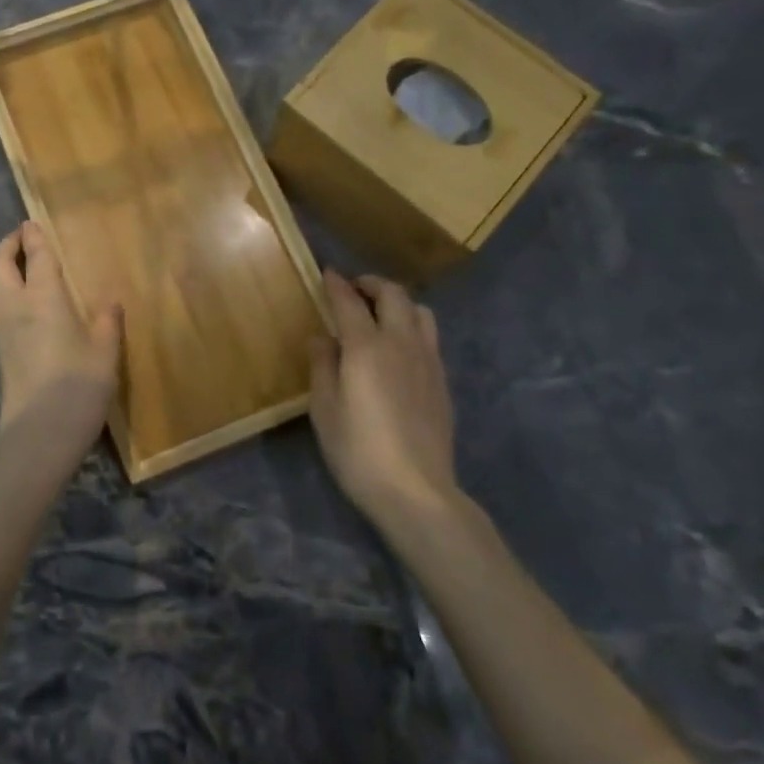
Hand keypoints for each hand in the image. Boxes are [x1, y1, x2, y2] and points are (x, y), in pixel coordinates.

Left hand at [0, 222, 122, 468]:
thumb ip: (107, 322)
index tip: (32, 223)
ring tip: (15, 265)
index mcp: (44, 298)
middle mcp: (15, 306)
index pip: (36, 257)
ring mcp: (1, 329)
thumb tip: (111, 301)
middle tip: (21, 238)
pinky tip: (16, 301)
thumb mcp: (105, 353)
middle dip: (7, 246)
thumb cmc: (78, 387)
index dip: (33, 237)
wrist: (39, 433)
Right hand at [309, 269, 456, 518]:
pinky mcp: (441, 380)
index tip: (326, 273)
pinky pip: (429, 336)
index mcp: (366, 347)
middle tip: (353, 289)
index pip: (349, 302)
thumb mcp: (324, 410)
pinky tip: (398, 348)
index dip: (336, 284)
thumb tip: (322, 337)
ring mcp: (427, 360)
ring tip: (380, 314)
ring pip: (419, 310)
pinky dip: (412, 325)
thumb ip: (322, 366)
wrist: (416, 489)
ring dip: (397, 302)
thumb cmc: (358, 451)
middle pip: (393, 294)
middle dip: (371, 284)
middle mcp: (401, 343)